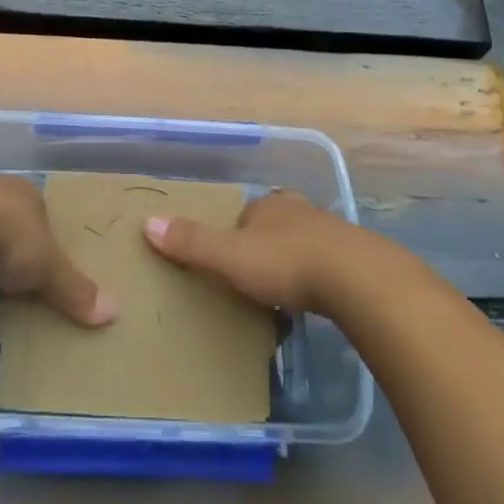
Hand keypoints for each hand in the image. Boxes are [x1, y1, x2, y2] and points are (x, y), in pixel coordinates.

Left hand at [0, 175, 118, 327]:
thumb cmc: (5, 241)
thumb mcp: (47, 268)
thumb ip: (75, 289)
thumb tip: (114, 312)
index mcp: (23, 192)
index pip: (37, 210)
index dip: (39, 237)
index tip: (39, 265)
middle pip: (1, 218)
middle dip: (3, 247)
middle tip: (7, 281)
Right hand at [141, 189, 363, 314]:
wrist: (356, 279)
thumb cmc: (286, 262)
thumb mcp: (230, 257)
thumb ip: (192, 243)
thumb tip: (147, 223)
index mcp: (267, 205)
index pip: (243, 214)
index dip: (233, 235)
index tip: (226, 261)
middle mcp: (296, 209)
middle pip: (273, 224)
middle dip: (264, 245)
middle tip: (253, 277)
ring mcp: (328, 231)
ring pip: (301, 241)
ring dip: (292, 260)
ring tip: (282, 292)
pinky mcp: (353, 256)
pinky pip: (327, 263)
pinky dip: (317, 276)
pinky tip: (315, 298)